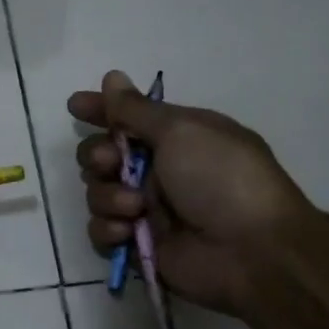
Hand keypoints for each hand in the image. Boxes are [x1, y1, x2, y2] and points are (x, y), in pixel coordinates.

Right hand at [70, 71, 311, 315]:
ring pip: (97, 193)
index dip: (100, 110)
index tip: (75, 107)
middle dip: (98, 156)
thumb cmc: (222, 179)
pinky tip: (128, 232)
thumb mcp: (182, 131)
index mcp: (175, 138)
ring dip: (108, 196)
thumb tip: (112, 77)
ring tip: (135, 208)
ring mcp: (147, 209)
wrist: (253, 251)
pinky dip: (109, 229)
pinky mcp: (138, 244)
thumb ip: (136, 109)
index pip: (127, 117)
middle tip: (111, 163)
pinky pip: (102, 231)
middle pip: (102, 155)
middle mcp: (158, 170)